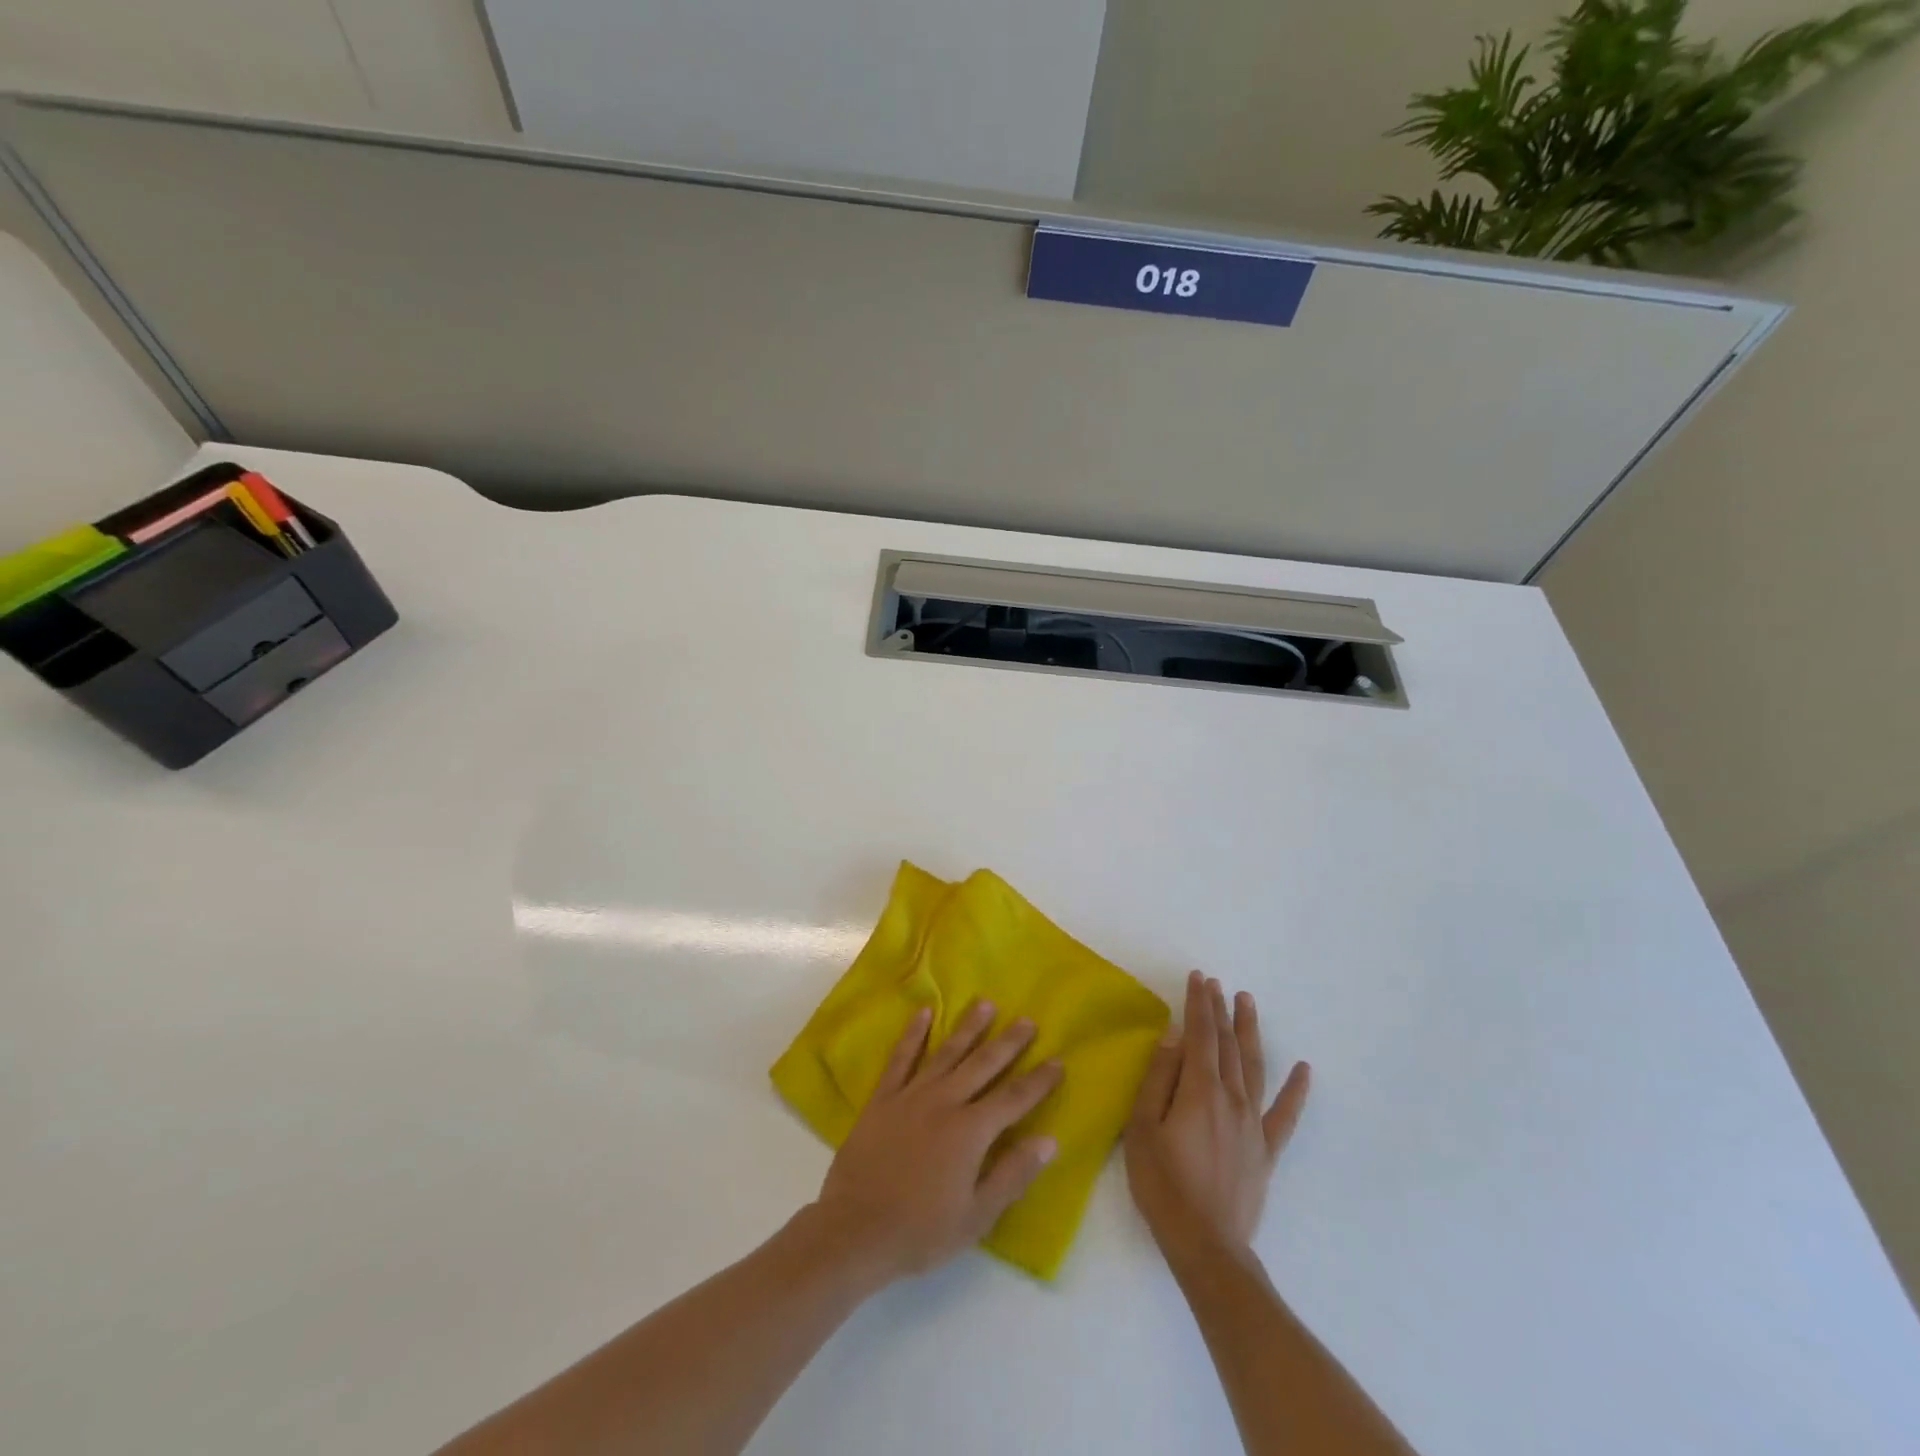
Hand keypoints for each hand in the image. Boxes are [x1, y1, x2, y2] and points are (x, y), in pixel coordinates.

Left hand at [812, 999, 1063, 1285]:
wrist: (854, 1230)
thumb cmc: (921, 1230)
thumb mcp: (977, 1216)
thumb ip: (1013, 1174)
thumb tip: (1049, 1140)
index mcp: (970, 1132)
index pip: (1014, 1099)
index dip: (1038, 1081)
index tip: (1058, 1061)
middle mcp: (945, 1102)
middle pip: (983, 1064)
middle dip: (1009, 1042)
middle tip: (1027, 1020)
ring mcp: (911, 1095)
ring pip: (947, 1052)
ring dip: (968, 1027)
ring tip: (986, 1003)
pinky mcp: (883, 1097)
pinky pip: (902, 1057)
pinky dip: (914, 1033)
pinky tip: (924, 1012)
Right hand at [1126, 971, 1309, 1267]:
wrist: (1206, 1245)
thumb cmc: (1163, 1184)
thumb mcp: (1143, 1127)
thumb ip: (1159, 1078)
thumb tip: (1173, 1037)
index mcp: (1199, 1090)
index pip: (1199, 1035)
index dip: (1198, 1004)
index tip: (1198, 978)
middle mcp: (1231, 1098)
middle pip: (1227, 1044)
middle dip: (1219, 1010)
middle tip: (1216, 983)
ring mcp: (1253, 1124)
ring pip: (1255, 1066)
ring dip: (1250, 1032)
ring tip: (1247, 1002)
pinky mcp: (1265, 1150)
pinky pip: (1285, 1115)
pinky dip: (1296, 1090)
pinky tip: (1304, 1069)